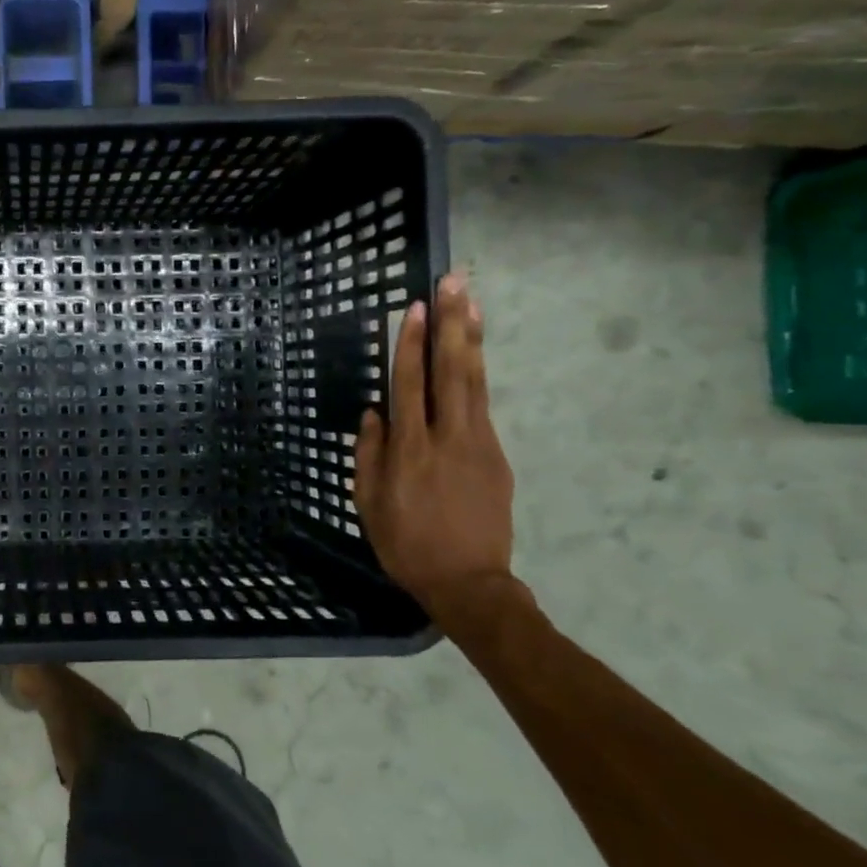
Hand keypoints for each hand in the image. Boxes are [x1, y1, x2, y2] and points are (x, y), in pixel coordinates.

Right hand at [354, 273, 517, 627]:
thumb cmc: (405, 544)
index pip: (410, 384)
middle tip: (456, 283)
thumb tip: (374, 413)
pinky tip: (472, 355)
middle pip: (451, 370)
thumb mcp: (369, 503)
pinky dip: (477, 374)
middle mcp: (448, 438)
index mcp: (410, 450)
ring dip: (472, 339)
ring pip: (475, 381)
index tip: (416, 307)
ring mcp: (480, 444)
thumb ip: (369, 454)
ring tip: (473, 302)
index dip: (411, 344)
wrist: (469, 583)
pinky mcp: (497, 456)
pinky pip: (482, 407)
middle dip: (452, 324)